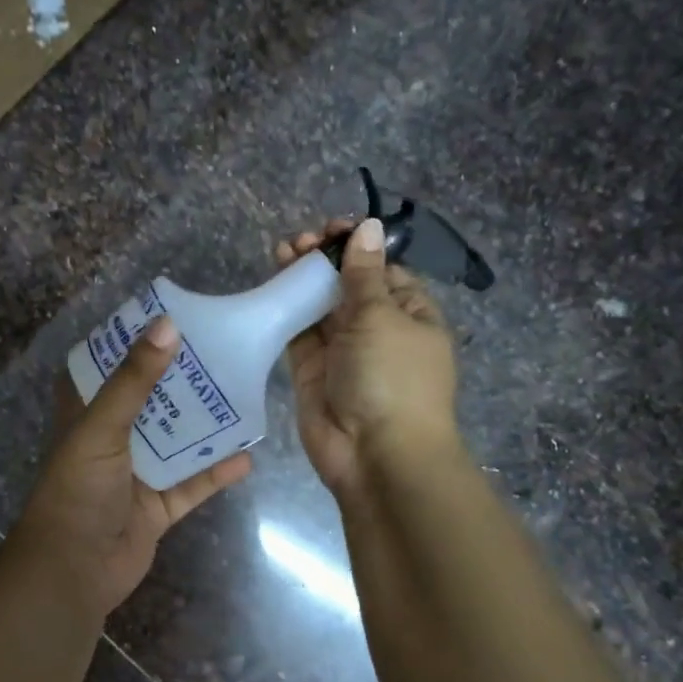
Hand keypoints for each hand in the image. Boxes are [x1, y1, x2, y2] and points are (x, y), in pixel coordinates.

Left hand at [11, 316, 252, 616]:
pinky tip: (247, 457)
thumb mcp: (101, 427)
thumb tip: (167, 324)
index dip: (135, 342)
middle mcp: (113, 439)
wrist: (74, 570)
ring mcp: (137, 474)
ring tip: (243, 396)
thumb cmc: (78, 489)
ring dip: (205, 425)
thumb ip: (134, 379)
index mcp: (88, 414)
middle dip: (183, 380)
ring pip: (177, 442)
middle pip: (152, 401)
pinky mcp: (158, 507)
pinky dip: (216, 473)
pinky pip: (192, 484)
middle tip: (224, 352)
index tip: (172, 317)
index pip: (109, 366)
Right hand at [277, 216, 460, 495]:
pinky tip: (272, 284)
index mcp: (411, 315)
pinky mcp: (312, 371)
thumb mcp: (382, 317)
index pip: (383, 271)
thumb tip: (369, 227)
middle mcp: (377, 331)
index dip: (358, 248)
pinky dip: (286, 309)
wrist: (374, 454)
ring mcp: (343, 352)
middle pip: (348, 286)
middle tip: (300, 242)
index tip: (333, 230)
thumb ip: (364, 274)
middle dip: (326, 261)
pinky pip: (298, 333)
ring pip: (320, 307)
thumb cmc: (392, 378)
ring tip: (282, 251)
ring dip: (303, 279)